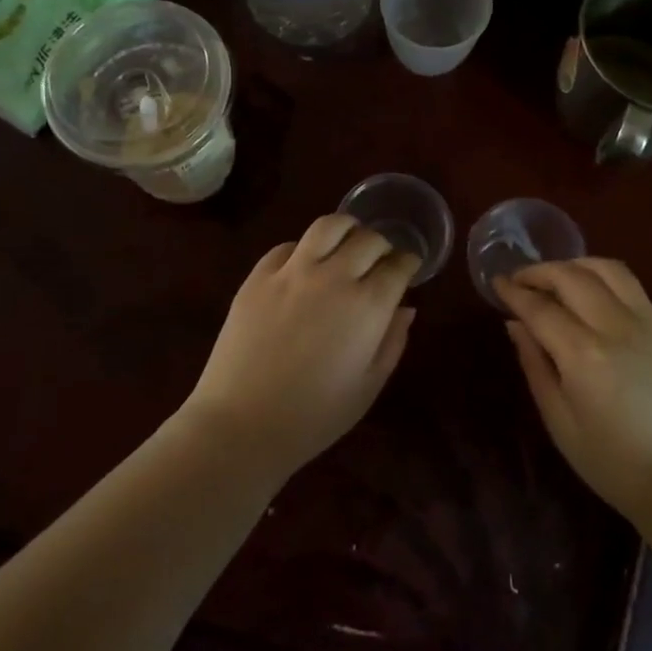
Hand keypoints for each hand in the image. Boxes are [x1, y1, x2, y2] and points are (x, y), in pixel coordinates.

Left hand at [183, 215, 419, 477]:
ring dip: (346, 229)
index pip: (398, 266)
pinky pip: (287, 246)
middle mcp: (334, 277)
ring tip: (347, 243)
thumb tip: (406, 309)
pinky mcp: (258, 276)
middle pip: (368, 239)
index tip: (409, 268)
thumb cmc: (314, 416)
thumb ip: (392, 342)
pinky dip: (305, 249)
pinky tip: (305, 265)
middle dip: (382, 246)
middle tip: (381, 260)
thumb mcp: (368, 386)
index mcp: (368, 306)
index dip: (408, 263)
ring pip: (328, 226)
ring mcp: (292, 272)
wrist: (242, 424)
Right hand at [497, 259, 651, 540]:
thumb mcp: (560, 423)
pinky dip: (608, 284)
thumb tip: (515, 324)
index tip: (497, 283)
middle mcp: (618, 327)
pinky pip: (636, 290)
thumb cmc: (614, 464)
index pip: (540, 307)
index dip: (514, 291)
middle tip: (522, 280)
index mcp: (584, 355)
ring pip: (610, 270)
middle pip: (573, 276)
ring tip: (559, 279)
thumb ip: (535, 366)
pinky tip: (598, 302)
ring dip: (577, 265)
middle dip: (541, 271)